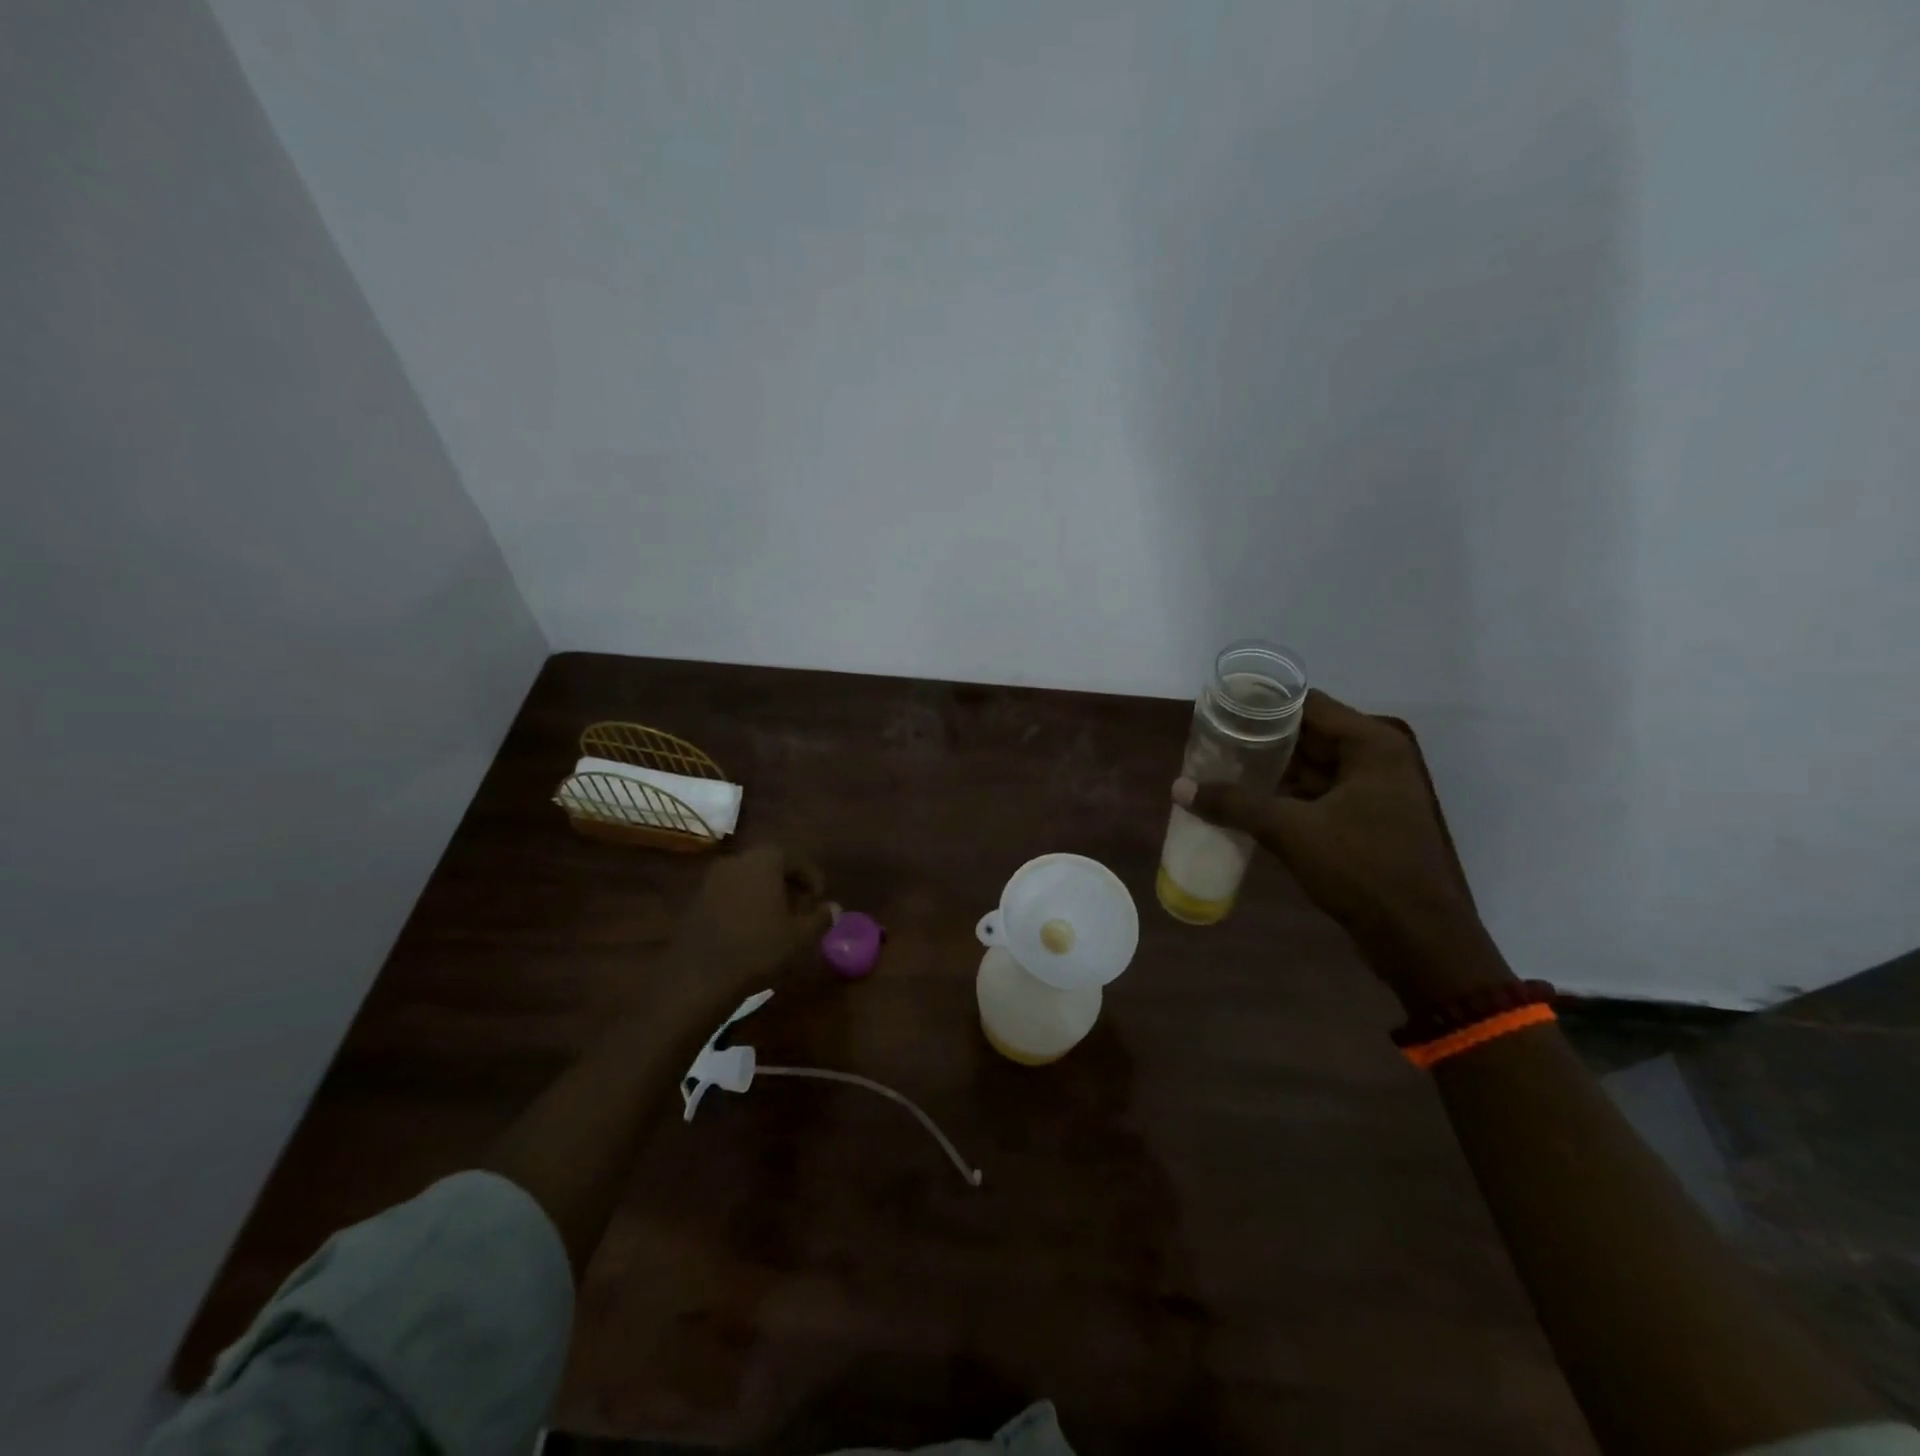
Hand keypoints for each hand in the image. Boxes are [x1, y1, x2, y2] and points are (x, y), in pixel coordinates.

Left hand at [661, 842, 834, 1017]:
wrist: (699, 976)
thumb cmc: (758, 949)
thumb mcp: (800, 937)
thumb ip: (820, 918)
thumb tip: (835, 908)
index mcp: (764, 860)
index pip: (794, 858)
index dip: (811, 878)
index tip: (819, 899)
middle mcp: (736, 860)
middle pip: (769, 864)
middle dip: (787, 883)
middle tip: (800, 908)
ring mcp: (711, 879)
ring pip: (747, 878)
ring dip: (764, 893)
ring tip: (777, 920)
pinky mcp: (695, 900)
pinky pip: (728, 893)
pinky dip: (743, 903)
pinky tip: (750, 929)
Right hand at [1173, 689, 1509, 1005]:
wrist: (1419, 939)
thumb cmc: (1362, 869)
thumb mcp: (1291, 831)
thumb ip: (1235, 804)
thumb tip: (1180, 788)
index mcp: (1370, 746)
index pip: (1307, 705)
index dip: (1263, 705)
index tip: (1221, 708)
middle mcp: (1376, 760)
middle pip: (1309, 735)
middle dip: (1261, 740)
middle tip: (1212, 739)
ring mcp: (1374, 792)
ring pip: (1312, 768)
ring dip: (1271, 770)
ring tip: (1221, 768)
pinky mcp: (1367, 822)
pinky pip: (1318, 796)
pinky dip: (1286, 796)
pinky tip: (1247, 802)